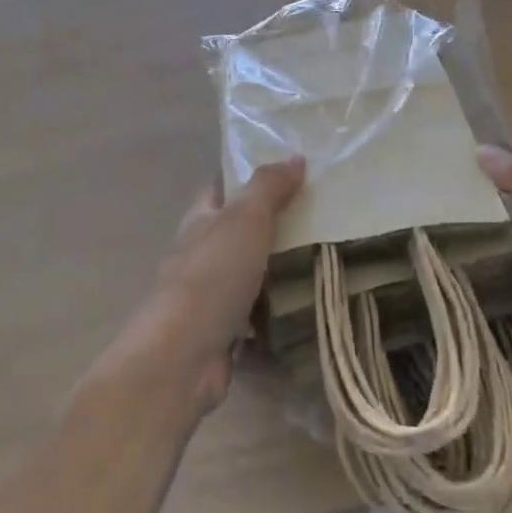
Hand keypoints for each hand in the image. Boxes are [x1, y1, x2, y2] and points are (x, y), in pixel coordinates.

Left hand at [143, 158, 305, 411]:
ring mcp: (210, 295)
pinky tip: (309, 304)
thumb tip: (294, 156)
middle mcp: (201, 253)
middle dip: (274, 222)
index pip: (223, 185)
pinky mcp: (224, 331)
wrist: (184, 355)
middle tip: (324, 214)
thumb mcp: (245, 219)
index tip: (291, 168)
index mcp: (200, 220)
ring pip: (251, 271)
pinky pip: (257, 312)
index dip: (250, 173)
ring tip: (327, 256)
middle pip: (239, 229)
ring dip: (279, 267)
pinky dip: (278, 308)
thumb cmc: (213, 275)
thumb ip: (268, 187)